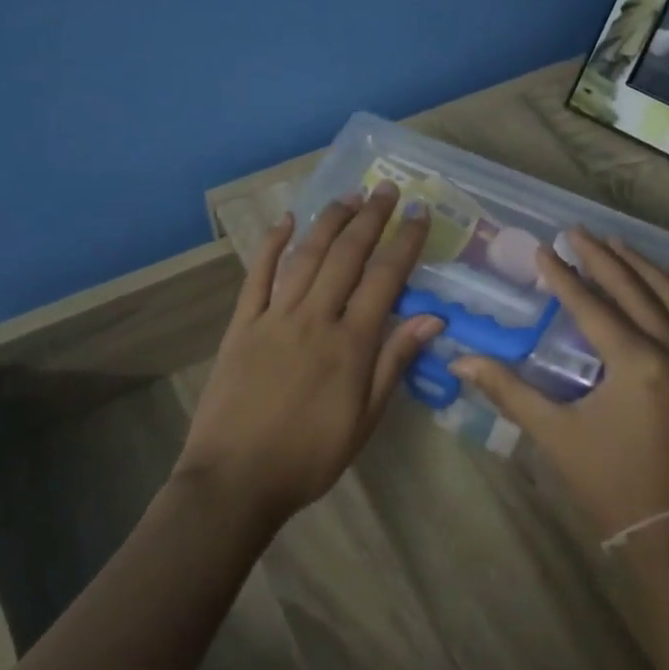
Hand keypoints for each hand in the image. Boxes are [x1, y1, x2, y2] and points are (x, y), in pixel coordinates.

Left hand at [177, 181, 442, 524]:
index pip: (385, 279)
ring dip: (329, 222)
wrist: (236, 479)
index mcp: (350, 344)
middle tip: (388, 190)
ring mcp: (274, 318)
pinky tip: (285, 221)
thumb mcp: (365, 419)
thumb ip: (395, 363)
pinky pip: (258, 276)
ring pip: (306, 257)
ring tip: (349, 196)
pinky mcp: (242, 325)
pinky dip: (271, 245)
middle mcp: (315, 318)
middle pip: (347, 256)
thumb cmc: (310, 456)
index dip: (405, 242)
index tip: (419, 214)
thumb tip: (433, 318)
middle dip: (370, 218)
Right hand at [451, 230, 668, 541]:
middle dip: (603, 258)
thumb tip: (460, 362)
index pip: (593, 306)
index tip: (543, 249)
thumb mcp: (555, 434)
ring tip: (615, 243)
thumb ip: (509, 391)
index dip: (564, 277)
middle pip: (635, 289)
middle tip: (576, 232)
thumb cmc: (609, 481)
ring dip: (642, 266)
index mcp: (637, 363)